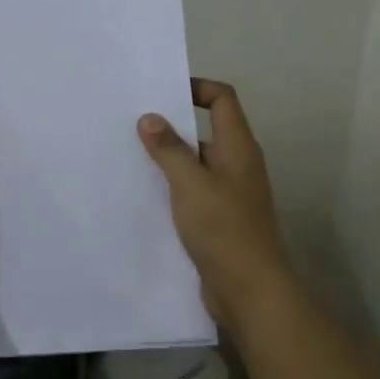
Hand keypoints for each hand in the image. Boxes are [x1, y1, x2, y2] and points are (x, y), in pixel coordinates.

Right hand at [137, 78, 293, 326]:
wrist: (250, 291)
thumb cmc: (224, 229)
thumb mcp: (191, 184)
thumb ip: (169, 149)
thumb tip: (150, 117)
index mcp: (238, 147)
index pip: (222, 99)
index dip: (196, 87)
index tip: (160, 93)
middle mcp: (237, 165)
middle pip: (206, 130)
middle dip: (172, 126)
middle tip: (132, 124)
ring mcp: (230, 194)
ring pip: (197, 165)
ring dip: (169, 160)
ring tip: (130, 157)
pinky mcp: (220, 220)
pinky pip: (193, 192)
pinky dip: (172, 188)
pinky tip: (144, 195)